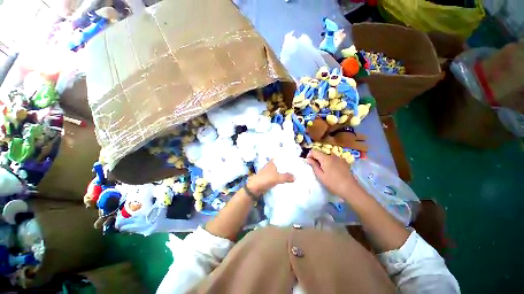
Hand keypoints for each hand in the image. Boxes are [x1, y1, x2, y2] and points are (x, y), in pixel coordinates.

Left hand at [247, 160, 294, 196]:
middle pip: (280, 164)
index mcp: (272, 162)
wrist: (254, 188)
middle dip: (286, 166)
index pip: (280, 158)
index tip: (294, 159)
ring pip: (279, 171)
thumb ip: (286, 177)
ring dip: (284, 172)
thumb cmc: (265, 179)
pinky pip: (277, 176)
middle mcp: (270, 166)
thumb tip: (295, 177)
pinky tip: (286, 180)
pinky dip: (281, 177)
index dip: (286, 158)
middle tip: (296, 168)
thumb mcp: (277, 178)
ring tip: (293, 174)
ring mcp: (269, 172)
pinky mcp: (268, 178)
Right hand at [305, 149, 364, 200]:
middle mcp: (332, 155)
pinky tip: (333, 171)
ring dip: (323, 161)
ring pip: (327, 156)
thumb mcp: (320, 175)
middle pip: (321, 153)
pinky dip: (330, 162)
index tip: (309, 163)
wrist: (350, 189)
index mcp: (325, 158)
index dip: (309, 155)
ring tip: (325, 171)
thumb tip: (307, 159)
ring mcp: (339, 158)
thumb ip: (313, 165)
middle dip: (316, 159)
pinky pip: (334, 159)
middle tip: (316, 169)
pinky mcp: (344, 162)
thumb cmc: (333, 183)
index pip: (314, 150)